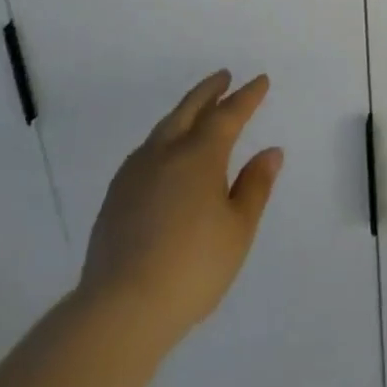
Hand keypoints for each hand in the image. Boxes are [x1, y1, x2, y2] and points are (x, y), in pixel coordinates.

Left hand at [77, 70, 282, 355]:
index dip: (247, 97)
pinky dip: (164, 138)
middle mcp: (166, 152)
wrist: (121, 309)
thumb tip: (270, 151)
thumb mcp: (237, 230)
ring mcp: (135, 172)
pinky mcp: (116, 195)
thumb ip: (255, 186)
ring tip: (197, 111)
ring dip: (185, 111)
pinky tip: (164, 154)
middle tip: (224, 77)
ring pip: (164, 127)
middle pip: (190, 109)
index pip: (229, 114)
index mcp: (200, 155)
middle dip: (210, 90)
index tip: (260, 81)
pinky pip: (146, 150)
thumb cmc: (192, 268)